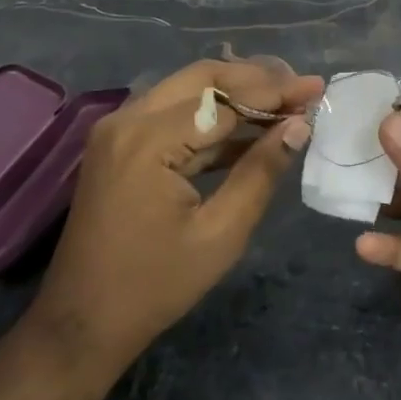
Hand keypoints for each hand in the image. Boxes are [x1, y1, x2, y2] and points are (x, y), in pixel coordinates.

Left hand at [34, 59, 321, 368]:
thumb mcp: (220, 234)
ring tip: (284, 104)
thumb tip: (299, 126)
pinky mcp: (119, 142)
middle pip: (203, 78)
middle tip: (301, 90)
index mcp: (149, 141)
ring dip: (235, 92)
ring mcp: (118, 128)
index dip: (275, 92)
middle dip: (256, 79)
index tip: (317, 87)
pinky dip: (211, 115)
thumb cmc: (156, 285)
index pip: (225, 99)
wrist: (83, 321)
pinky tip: (249, 128)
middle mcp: (128, 119)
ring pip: (188, 89)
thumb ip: (261, 172)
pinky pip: (172, 112)